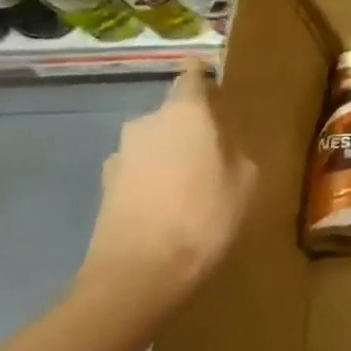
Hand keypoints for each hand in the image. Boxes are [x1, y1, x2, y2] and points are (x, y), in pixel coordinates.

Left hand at [80, 59, 259, 311]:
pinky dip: (153, 179)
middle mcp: (148, 121)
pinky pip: (139, 170)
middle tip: (216, 149)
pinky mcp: (105, 186)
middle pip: (175, 111)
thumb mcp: (246, 179)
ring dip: (171, 153)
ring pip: (155, 141)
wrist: (137, 275)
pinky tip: (167, 206)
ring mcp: (121, 153)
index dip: (205, 78)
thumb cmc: (204, 215)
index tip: (218, 90)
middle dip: (193, 124)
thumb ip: (236, 149)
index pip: (193, 75)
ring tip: (192, 183)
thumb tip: (223, 144)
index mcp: (186, 110)